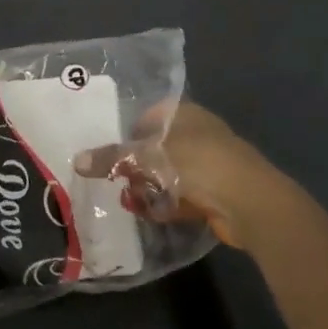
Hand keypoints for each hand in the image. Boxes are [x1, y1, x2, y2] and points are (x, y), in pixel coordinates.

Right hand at [74, 101, 290, 249]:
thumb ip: (112, 159)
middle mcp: (197, 134)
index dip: (130, 130)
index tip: (111, 151)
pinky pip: (182, 196)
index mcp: (185, 114)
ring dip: (149, 188)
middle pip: (158, 147)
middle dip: (136, 165)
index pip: (150, 115)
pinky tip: (148, 214)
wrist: (250, 202)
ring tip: (128, 201)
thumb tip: (77, 160)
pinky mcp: (214, 194)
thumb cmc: (197, 164)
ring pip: (169, 173)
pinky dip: (166, 204)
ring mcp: (208, 165)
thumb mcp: (148, 157)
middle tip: (115, 179)